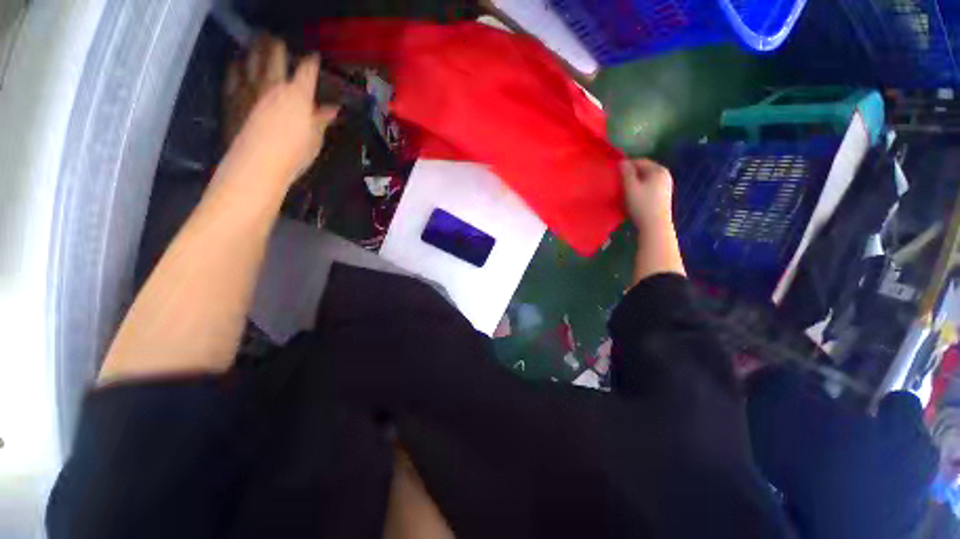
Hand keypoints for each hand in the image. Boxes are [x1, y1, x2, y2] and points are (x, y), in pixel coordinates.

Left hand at [222, 35, 338, 189]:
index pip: (306, 71)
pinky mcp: (233, 98)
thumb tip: (332, 109)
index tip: (314, 56)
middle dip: (277, 46)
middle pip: (274, 56)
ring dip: (254, 49)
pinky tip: (236, 64)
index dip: (311, 62)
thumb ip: (321, 120)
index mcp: (298, 94)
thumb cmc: (295, 153)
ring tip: (255, 43)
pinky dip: (235, 67)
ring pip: (250, 60)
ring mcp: (250, 88)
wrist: (259, 162)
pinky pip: (233, 76)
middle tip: (276, 39)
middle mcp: (273, 84)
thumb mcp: (315, 138)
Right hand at [621, 159, 685, 280]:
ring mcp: (666, 186)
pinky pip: (650, 187)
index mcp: (659, 169)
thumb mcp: (631, 187)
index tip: (615, 171)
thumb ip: (626, 173)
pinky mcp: (663, 196)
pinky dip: (641, 189)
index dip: (627, 165)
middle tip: (618, 181)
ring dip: (635, 182)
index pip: (640, 161)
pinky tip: (633, 197)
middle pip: (644, 170)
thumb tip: (622, 161)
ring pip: (647, 179)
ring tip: (624, 189)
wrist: (655, 225)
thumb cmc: (642, 204)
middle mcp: (665, 175)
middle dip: (631, 174)